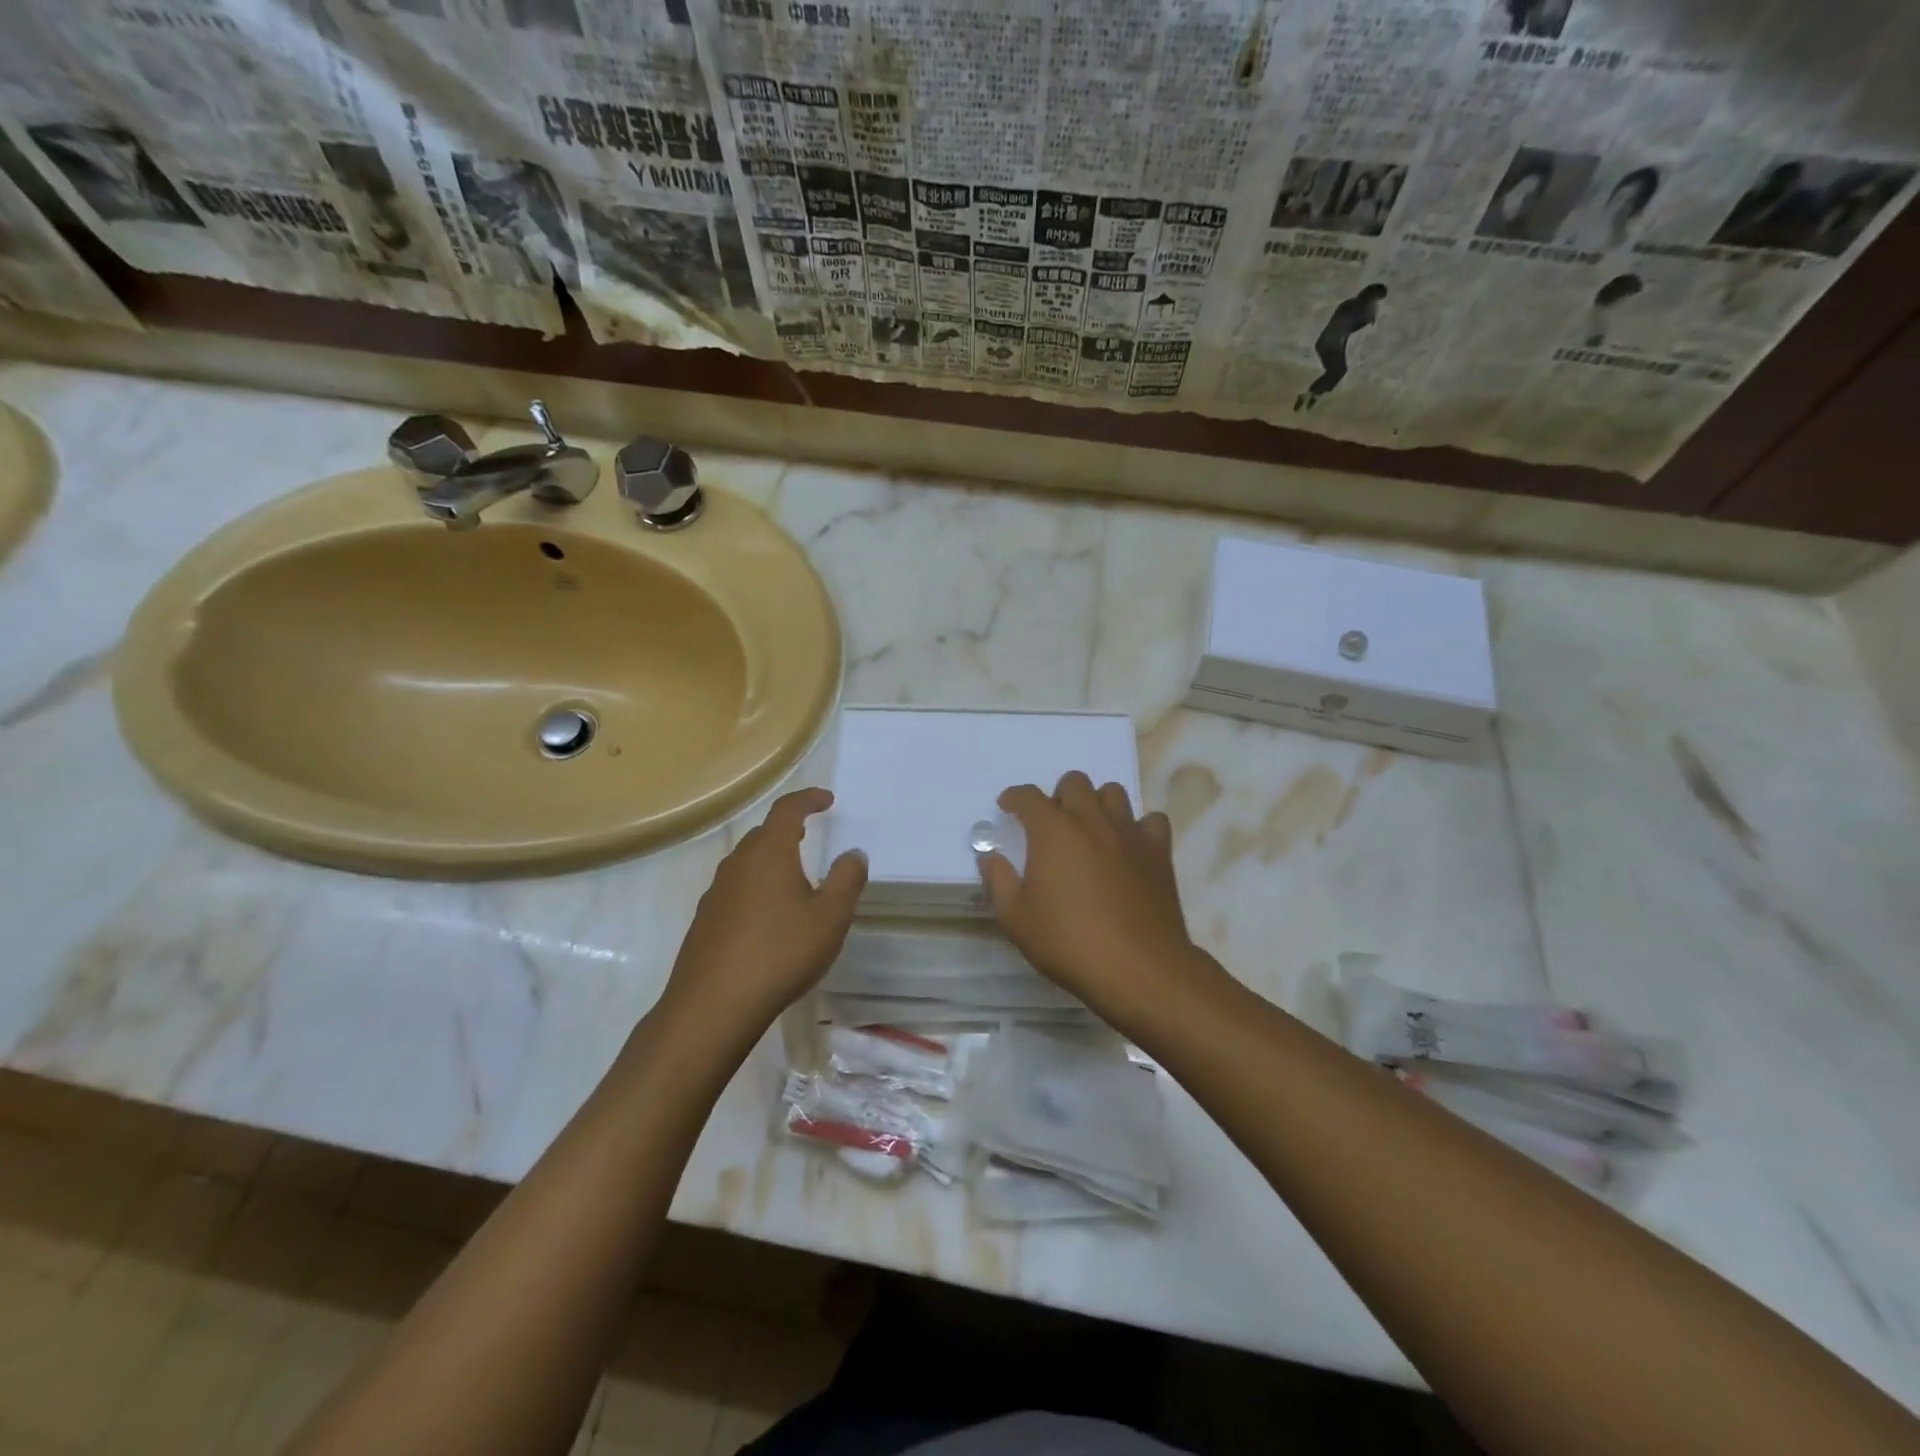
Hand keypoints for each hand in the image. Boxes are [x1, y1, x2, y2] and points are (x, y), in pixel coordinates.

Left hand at [661, 788, 866, 1039]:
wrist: (712, 1006)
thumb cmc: (780, 953)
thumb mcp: (830, 917)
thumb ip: (847, 879)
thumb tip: (853, 853)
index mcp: (769, 853)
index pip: (787, 810)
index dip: (808, 799)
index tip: (826, 800)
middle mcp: (737, 865)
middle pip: (763, 835)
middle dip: (788, 829)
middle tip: (810, 834)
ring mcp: (716, 894)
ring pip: (747, 864)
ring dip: (771, 861)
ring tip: (794, 879)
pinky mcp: (705, 922)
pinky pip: (735, 891)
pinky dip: (756, 889)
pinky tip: (768, 919)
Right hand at [978, 771, 1219, 1028]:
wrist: (1138, 968)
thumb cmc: (1069, 943)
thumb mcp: (1016, 920)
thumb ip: (999, 881)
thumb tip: (990, 856)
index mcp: (1053, 831)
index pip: (1028, 796)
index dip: (1015, 798)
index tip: (1008, 808)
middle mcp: (1091, 821)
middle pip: (1074, 783)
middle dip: (1058, 796)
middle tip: (1052, 826)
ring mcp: (1129, 833)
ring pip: (1113, 793)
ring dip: (1097, 804)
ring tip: (1090, 832)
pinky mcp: (1158, 852)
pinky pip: (1152, 821)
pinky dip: (1139, 827)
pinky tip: (1129, 847)